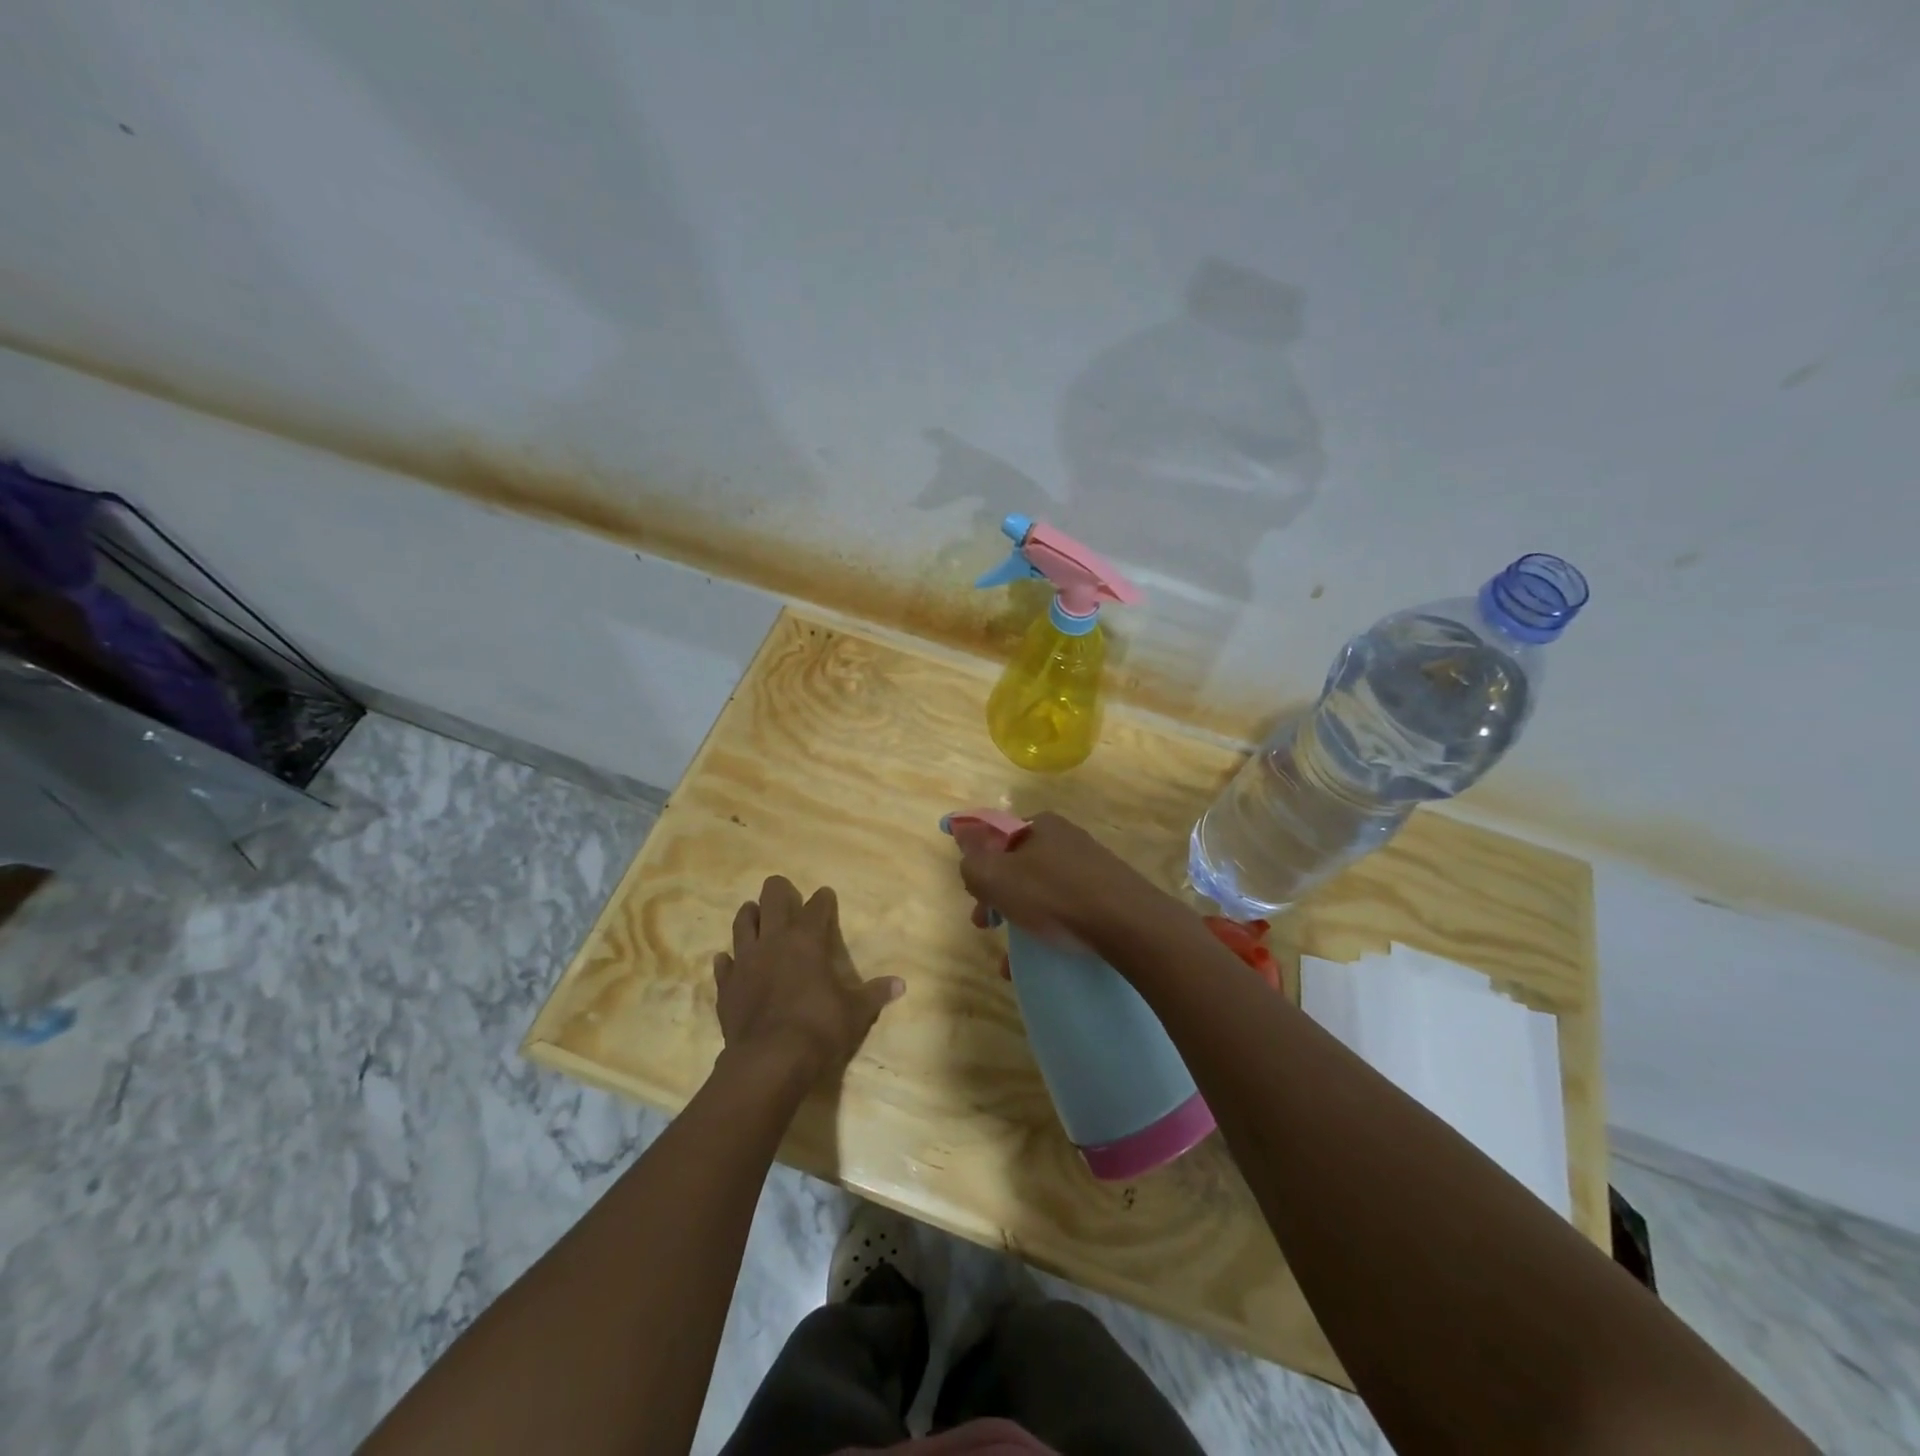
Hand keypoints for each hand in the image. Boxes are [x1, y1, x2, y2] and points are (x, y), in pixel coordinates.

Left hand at [713, 876, 903, 1086]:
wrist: (769, 1060)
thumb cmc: (819, 1028)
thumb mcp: (856, 1012)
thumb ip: (876, 994)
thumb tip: (901, 984)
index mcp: (807, 939)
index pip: (817, 907)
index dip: (823, 899)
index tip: (826, 895)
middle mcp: (774, 941)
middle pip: (772, 899)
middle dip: (778, 891)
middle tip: (782, 890)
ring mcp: (746, 961)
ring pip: (742, 924)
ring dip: (749, 915)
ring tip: (753, 912)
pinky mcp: (726, 986)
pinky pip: (723, 965)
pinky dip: (727, 960)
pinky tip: (728, 959)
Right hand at [952, 811, 1163, 944]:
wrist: (1130, 925)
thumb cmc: (1055, 896)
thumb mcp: (996, 878)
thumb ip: (972, 861)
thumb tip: (963, 840)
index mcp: (1040, 825)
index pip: (997, 837)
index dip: (980, 866)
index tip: (975, 898)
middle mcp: (1067, 839)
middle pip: (1019, 867)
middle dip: (998, 898)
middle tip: (986, 927)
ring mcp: (1091, 867)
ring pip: (1042, 892)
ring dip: (1021, 921)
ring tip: (1011, 958)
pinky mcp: (1109, 894)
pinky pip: (1068, 910)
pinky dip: (1049, 931)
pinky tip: (1040, 960)